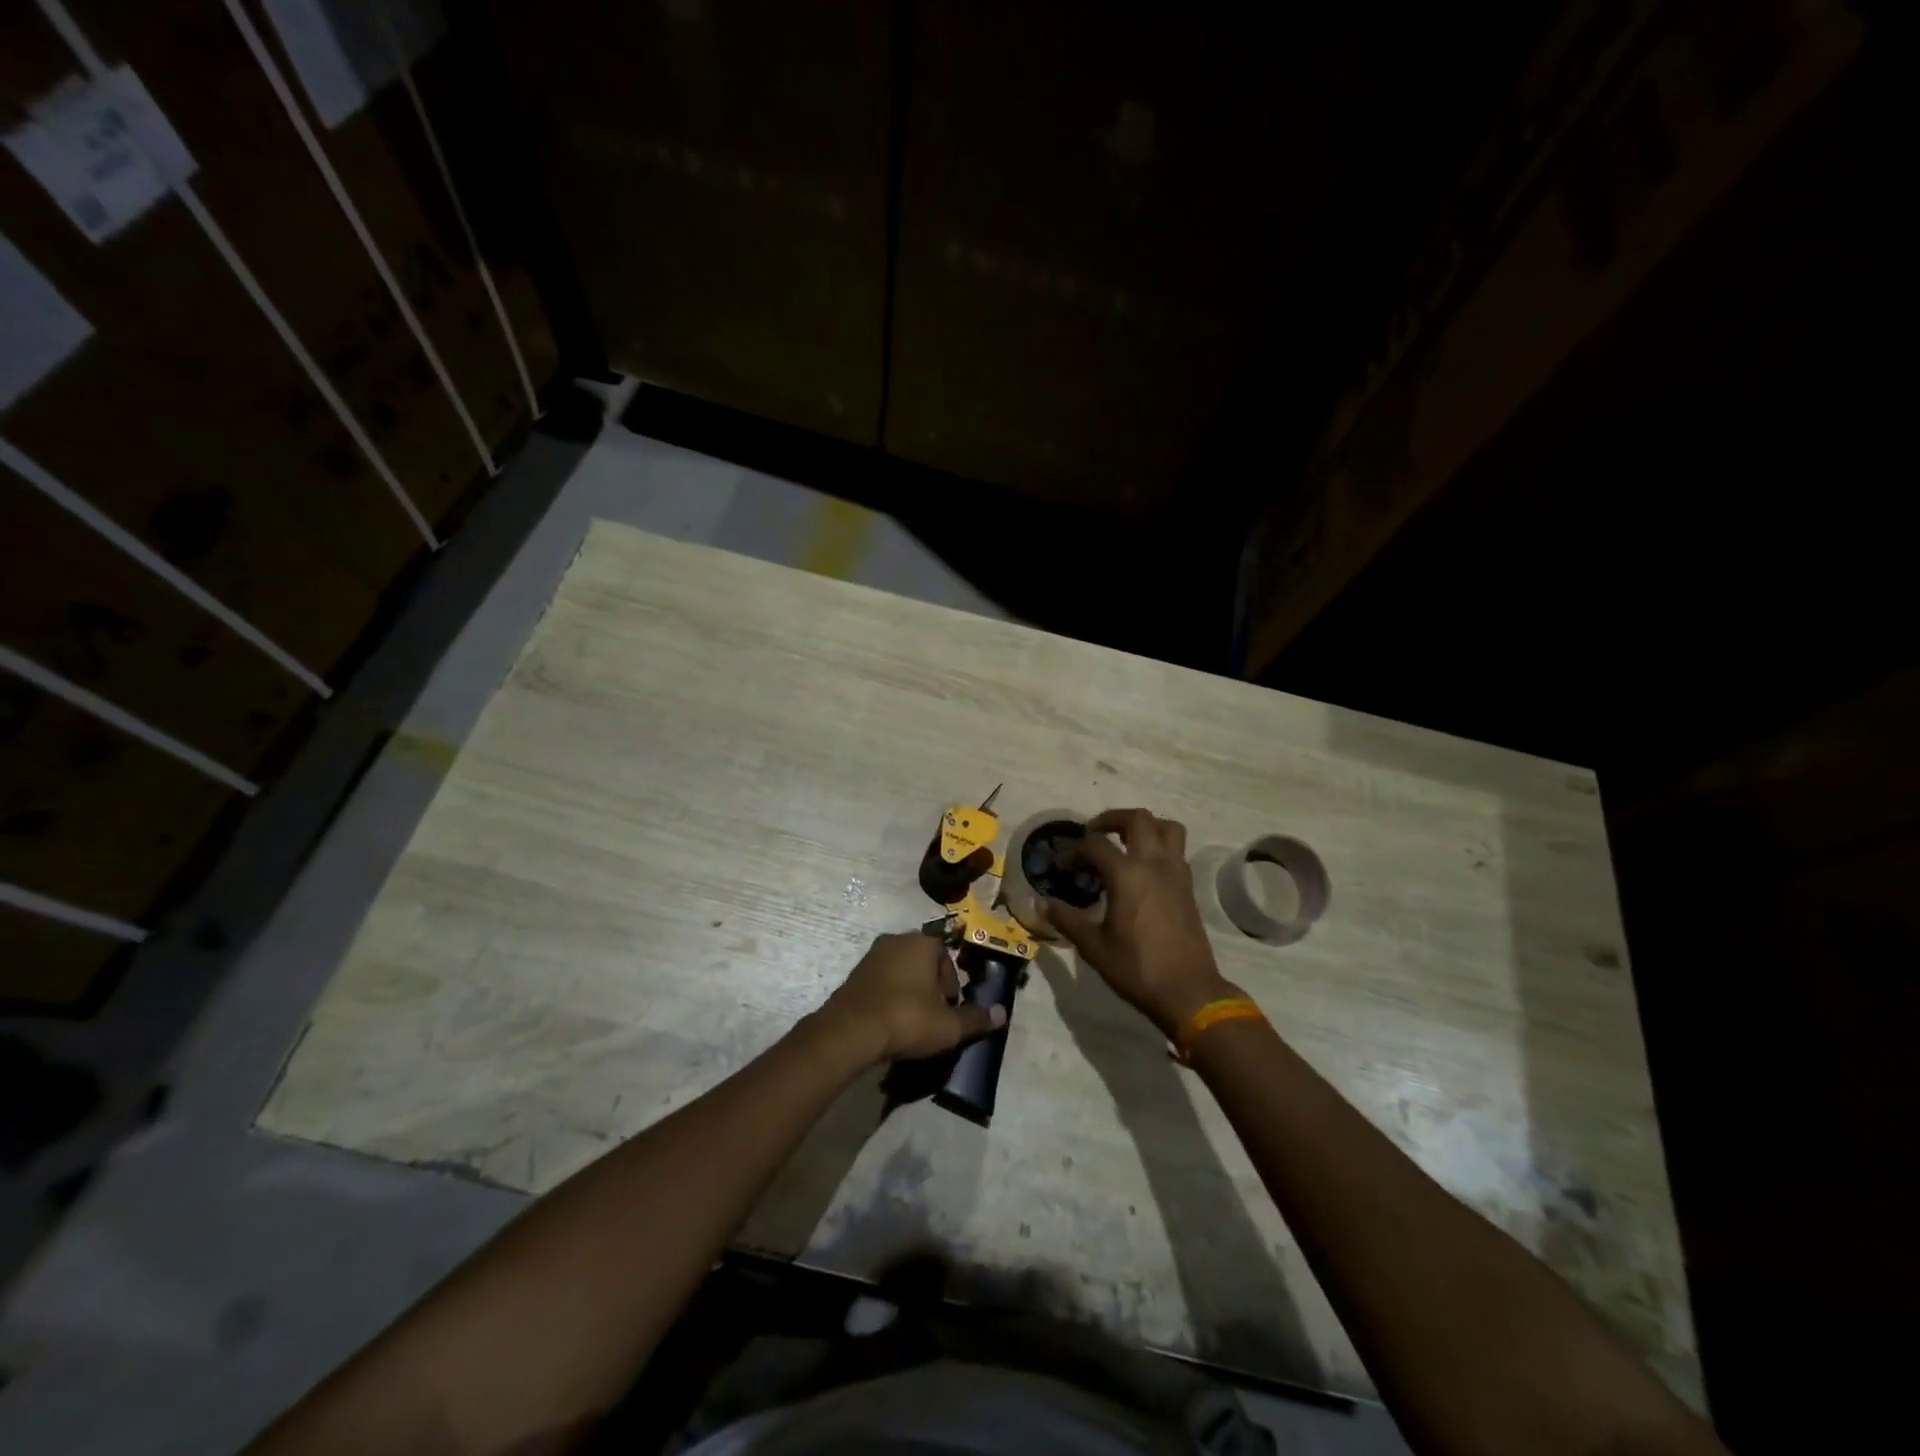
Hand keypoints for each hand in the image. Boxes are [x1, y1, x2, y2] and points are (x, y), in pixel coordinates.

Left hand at [816, 932, 1005, 1066]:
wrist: (851, 1031)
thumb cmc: (907, 1018)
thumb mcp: (948, 1025)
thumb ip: (976, 1018)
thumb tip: (1002, 1014)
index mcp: (922, 942)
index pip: (946, 956)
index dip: (952, 984)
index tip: (949, 1009)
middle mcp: (896, 940)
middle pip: (923, 961)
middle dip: (931, 986)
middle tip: (933, 1016)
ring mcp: (871, 956)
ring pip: (901, 971)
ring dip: (909, 991)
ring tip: (911, 1022)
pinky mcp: (853, 974)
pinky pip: (881, 982)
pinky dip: (889, 997)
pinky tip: (890, 1022)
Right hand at [1043, 808, 1238, 1036]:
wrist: (1189, 992)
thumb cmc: (1137, 968)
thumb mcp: (1093, 946)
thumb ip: (1066, 919)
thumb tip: (1041, 903)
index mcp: (1127, 874)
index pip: (1095, 844)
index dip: (1073, 850)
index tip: (1060, 865)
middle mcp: (1154, 864)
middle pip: (1137, 818)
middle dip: (1112, 819)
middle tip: (1093, 834)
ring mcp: (1176, 873)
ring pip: (1166, 827)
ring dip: (1144, 826)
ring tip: (1124, 842)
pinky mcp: (1188, 887)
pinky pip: (1176, 850)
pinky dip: (1158, 847)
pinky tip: (1142, 871)